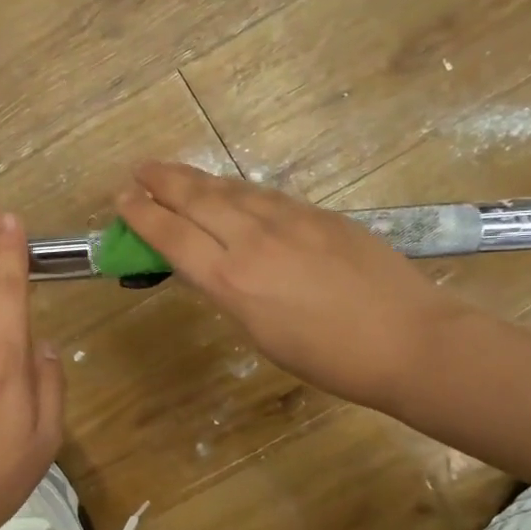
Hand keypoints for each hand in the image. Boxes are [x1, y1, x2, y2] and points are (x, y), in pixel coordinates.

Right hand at [117, 163, 470, 409]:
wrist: (408, 340)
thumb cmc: (328, 358)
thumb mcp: (260, 334)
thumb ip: (230, 292)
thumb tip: (211, 266)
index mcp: (232, 281)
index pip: (172, 236)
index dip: (142, 215)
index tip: (122, 200)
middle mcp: (253, 241)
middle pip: (196, 200)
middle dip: (162, 182)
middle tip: (139, 171)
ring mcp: (289, 221)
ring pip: (231, 190)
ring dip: (196, 179)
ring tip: (173, 172)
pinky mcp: (319, 214)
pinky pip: (265, 195)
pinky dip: (236, 189)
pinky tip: (230, 190)